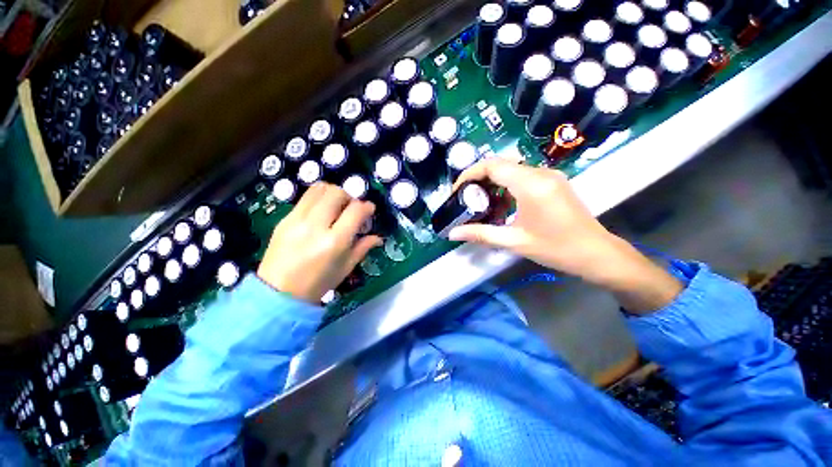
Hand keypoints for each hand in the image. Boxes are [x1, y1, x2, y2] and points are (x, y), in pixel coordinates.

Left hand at [257, 183, 381, 302]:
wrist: (278, 293)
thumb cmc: (318, 284)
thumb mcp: (346, 267)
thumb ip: (363, 247)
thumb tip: (378, 237)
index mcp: (334, 242)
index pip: (356, 210)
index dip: (367, 206)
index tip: (370, 210)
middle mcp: (315, 226)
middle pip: (337, 193)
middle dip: (350, 197)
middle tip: (352, 208)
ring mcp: (297, 220)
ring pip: (319, 189)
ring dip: (333, 193)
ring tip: (337, 206)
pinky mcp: (284, 219)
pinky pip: (305, 198)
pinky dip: (319, 199)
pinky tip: (321, 212)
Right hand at [449, 159, 617, 281]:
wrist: (596, 253)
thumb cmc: (556, 248)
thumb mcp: (514, 242)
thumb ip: (480, 234)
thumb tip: (452, 234)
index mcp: (531, 185)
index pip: (492, 165)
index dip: (470, 174)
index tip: (457, 190)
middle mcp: (540, 173)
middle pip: (500, 164)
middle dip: (478, 178)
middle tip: (465, 198)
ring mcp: (549, 175)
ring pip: (511, 169)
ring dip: (492, 182)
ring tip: (479, 202)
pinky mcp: (553, 182)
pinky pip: (522, 176)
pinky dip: (506, 186)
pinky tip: (501, 203)